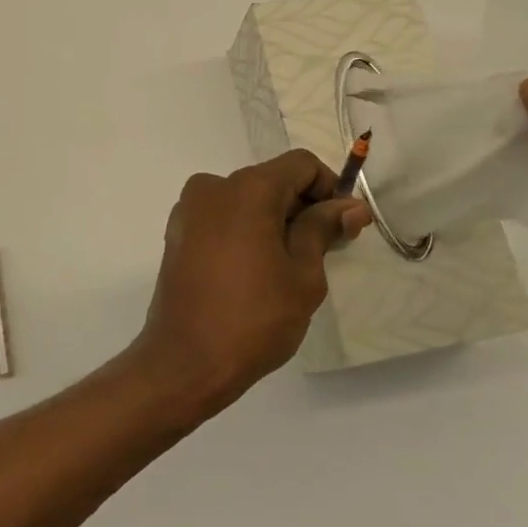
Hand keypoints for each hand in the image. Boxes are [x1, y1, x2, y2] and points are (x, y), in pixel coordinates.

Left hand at [131, 150, 369, 412]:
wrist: (185, 362)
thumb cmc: (254, 318)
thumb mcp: (303, 275)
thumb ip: (323, 230)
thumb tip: (351, 206)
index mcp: (248, 188)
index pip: (301, 165)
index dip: (329, 188)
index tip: (343, 226)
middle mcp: (214, 186)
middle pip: (271, 180)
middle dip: (302, 206)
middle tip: (325, 250)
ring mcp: (190, 209)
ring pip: (245, 199)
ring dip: (273, 220)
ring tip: (288, 267)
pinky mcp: (177, 232)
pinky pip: (222, 216)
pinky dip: (245, 229)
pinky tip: (254, 270)